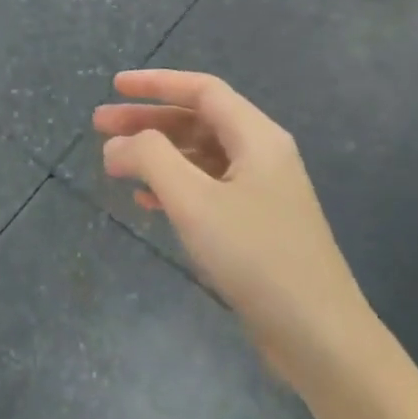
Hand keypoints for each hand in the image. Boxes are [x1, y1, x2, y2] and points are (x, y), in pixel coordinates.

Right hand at [94, 70, 378, 388]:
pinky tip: (145, 203)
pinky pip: (207, 189)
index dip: (156, 83)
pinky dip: (173, 187)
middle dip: (147, 120)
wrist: (318, 334)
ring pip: (200, 156)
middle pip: (198, 121)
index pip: (202, 90)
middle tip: (99, 126)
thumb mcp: (194, 201)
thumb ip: (150, 159)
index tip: (114, 86)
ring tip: (114, 164)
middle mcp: (262, 155)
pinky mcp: (256, 225)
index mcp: (256, 137)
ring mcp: (261, 192)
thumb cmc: (255, 256)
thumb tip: (117, 144)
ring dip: (156, 155)